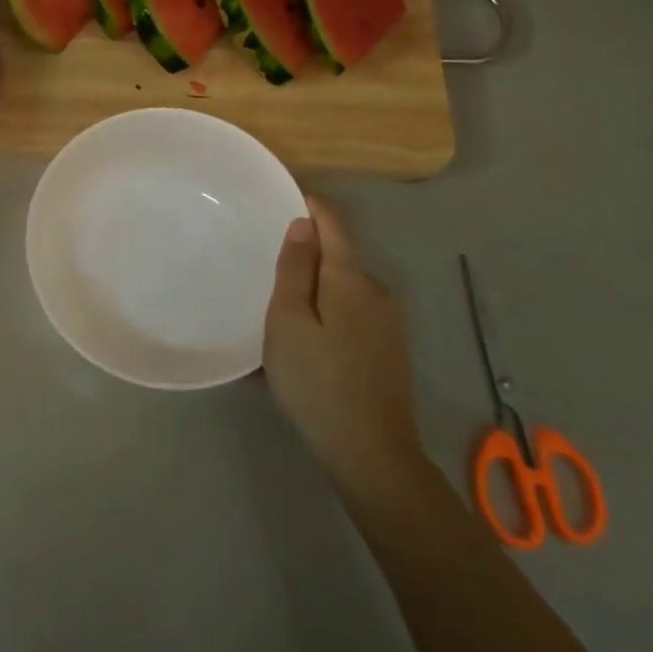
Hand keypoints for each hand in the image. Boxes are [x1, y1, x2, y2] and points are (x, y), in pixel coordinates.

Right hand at [264, 197, 421, 491]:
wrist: (371, 454)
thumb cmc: (317, 382)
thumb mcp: (288, 322)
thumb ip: (295, 269)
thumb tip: (303, 224)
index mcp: (351, 278)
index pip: (333, 222)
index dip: (310, 204)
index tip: (281, 197)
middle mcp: (377, 291)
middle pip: (336, 258)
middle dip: (303, 260)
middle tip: (264, 277)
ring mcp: (388, 322)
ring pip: (340, 292)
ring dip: (311, 296)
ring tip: (274, 325)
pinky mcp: (388, 349)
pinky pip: (349, 318)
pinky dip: (323, 322)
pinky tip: (300, 354)